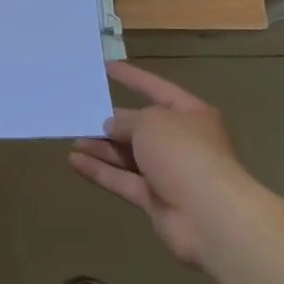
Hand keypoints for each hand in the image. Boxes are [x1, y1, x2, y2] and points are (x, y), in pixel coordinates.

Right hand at [69, 61, 249, 264]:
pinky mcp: (156, 200)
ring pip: (129, 155)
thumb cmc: (183, 152)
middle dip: (112, 121)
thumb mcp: (150, 121)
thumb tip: (112, 126)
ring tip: (73, 139)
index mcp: (189, 114)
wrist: (210, 216)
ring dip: (101, 148)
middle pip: (141, 126)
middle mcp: (180, 141)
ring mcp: (168, 173)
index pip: (156, 88)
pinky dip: (100, 171)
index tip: (106, 67)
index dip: (132, 77)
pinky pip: (123, 180)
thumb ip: (126, 120)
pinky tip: (74, 161)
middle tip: (82, 113)